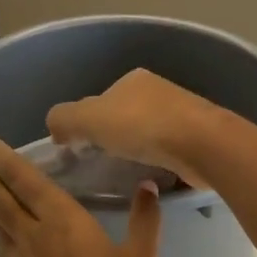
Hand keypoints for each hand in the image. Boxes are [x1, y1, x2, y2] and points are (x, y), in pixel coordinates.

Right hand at [46, 69, 223, 191]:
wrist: (201, 144)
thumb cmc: (141, 126)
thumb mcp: (88, 117)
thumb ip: (63, 118)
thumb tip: (56, 128)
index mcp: (133, 80)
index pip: (101, 100)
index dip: (87, 123)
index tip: (81, 148)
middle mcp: (158, 91)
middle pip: (124, 117)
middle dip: (113, 137)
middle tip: (101, 164)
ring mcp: (182, 114)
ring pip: (147, 134)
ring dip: (136, 150)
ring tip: (126, 173)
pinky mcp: (197, 138)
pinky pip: (167, 151)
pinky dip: (156, 161)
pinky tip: (152, 176)